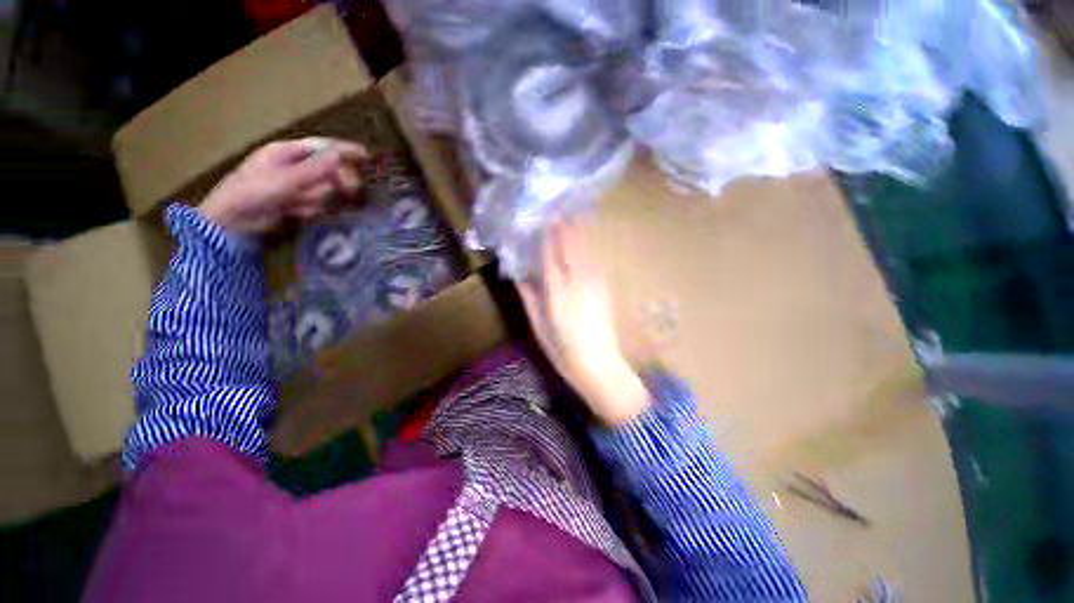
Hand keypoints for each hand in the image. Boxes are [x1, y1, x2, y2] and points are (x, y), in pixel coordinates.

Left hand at [198, 137, 366, 233]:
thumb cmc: (252, 193)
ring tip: (297, 204)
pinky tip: (294, 212)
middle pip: (327, 170)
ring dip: (315, 198)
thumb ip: (314, 168)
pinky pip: (315, 204)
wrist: (233, 222)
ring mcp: (295, 185)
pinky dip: (309, 209)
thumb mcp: (285, 179)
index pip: (321, 147)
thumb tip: (339, 155)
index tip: (366, 155)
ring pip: (323, 189)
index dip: (344, 150)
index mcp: (286, 152)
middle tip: (349, 191)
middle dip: (335, 181)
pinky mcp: (296, 202)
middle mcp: (293, 166)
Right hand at [518, 221, 649, 425]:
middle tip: (554, 204)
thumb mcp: (537, 324)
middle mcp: (578, 277)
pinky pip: (592, 257)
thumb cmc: (561, 348)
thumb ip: (528, 295)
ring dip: (576, 227)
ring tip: (567, 213)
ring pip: (585, 245)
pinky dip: (585, 244)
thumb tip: (518, 273)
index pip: (549, 248)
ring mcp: (595, 280)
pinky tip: (581, 239)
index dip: (545, 227)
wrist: (599, 364)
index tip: (539, 211)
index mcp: (557, 287)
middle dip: (563, 220)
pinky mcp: (605, 285)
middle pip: (571, 240)